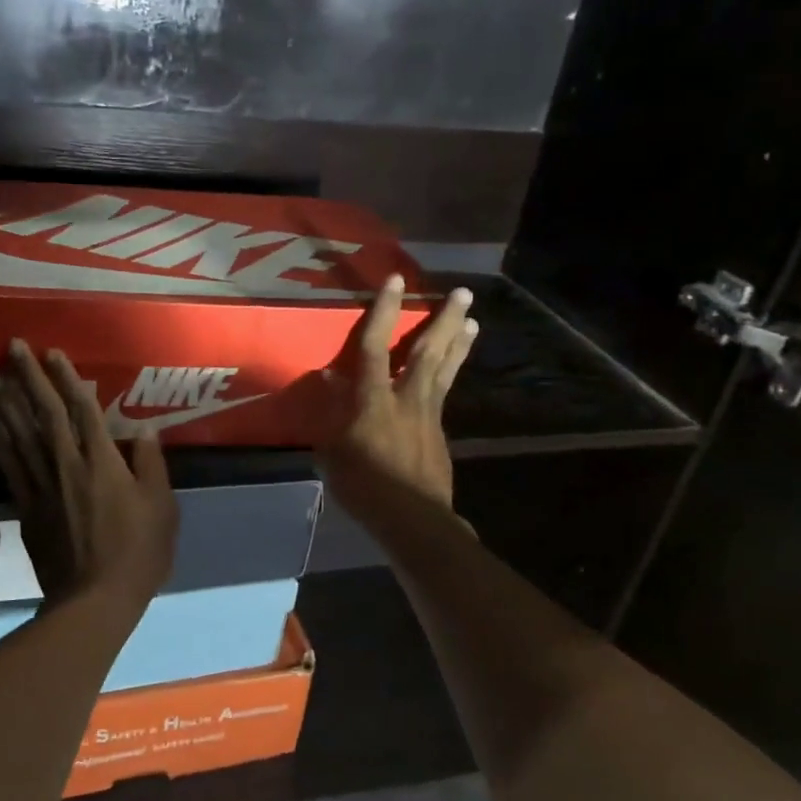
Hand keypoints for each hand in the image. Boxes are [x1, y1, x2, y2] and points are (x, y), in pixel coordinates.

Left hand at [0, 340, 178, 611]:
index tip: (53, 353)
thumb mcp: (161, 507)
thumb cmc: (137, 553)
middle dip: (29, 378)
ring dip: (6, 404)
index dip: (68, 379)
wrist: (94, 600)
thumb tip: (145, 430)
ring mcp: (42, 486)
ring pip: (20, 436)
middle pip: (46, 414)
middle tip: (13, 347)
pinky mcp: (27, 509)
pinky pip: (10, 470)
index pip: (82, 410)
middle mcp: (68, 465)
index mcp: (103, 462)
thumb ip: (152, 465)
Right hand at [316, 275, 476, 515]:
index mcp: (374, 400)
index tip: (395, 280)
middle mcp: (407, 398)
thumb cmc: (364, 486)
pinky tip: (452, 370)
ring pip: (445, 370)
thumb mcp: (333, 451)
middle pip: (428, 351)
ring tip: (472, 320)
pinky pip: (445, 394)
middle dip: (444, 320)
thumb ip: (332, 412)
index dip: (384, 311)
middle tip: (462, 293)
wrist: (413, 519)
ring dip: (458, 342)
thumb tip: (328, 379)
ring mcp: (429, 415)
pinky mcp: (440, 433)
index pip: (375, 347)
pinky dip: (451, 374)